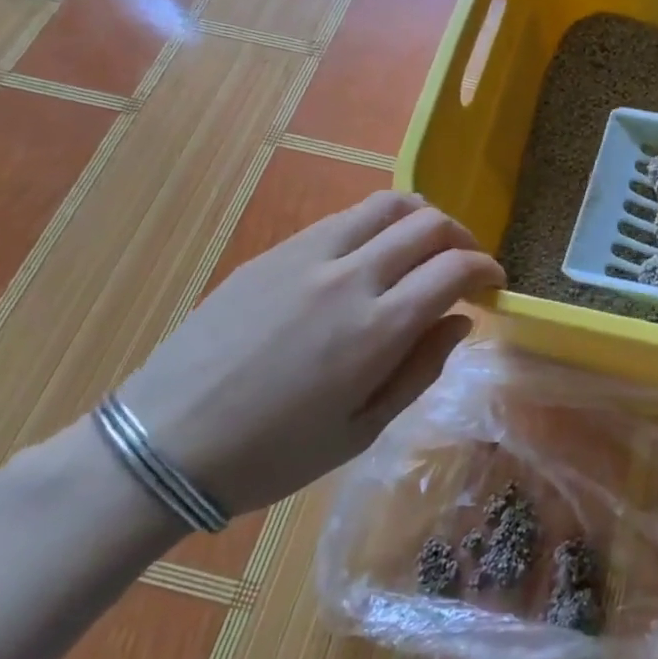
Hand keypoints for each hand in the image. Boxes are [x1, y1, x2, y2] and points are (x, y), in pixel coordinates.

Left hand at [109, 191, 504, 518]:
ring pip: (387, 204)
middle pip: (428, 223)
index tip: (494, 282)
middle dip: (462, 239)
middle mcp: (349, 276)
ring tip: (424, 247)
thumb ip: (419, 369)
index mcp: (376, 329)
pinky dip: (376, 225)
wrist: (163, 442)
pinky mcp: (275, 251)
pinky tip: (370, 256)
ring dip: (421, 219)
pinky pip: (343, 219)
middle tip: (465, 265)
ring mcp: (308, 255)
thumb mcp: (360, 431)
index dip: (487, 269)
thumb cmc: (272, 454)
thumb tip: (460, 322)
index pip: (454, 269)